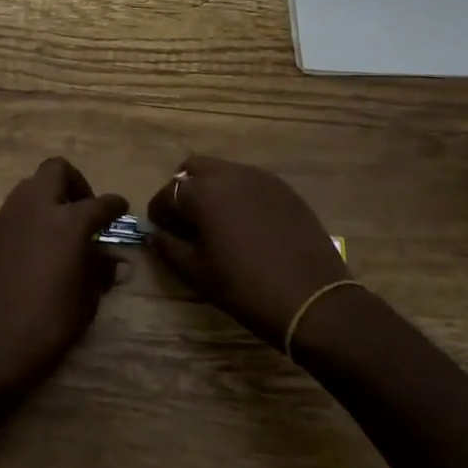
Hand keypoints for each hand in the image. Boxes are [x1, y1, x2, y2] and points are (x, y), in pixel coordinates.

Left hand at [0, 158, 128, 399]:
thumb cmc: (47, 326)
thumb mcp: (85, 301)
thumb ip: (100, 272)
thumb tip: (116, 261)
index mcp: (68, 222)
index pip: (100, 203)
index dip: (115, 205)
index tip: (121, 210)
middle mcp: (37, 208)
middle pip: (57, 170)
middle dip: (76, 183)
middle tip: (85, 211)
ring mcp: (8, 217)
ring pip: (31, 185)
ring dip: (49, 197)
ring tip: (61, 229)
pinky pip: (15, 209)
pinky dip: (31, 216)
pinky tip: (37, 247)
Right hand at [146, 154, 348, 348]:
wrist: (312, 299)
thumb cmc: (246, 288)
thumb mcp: (198, 273)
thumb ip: (170, 248)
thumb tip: (155, 235)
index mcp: (203, 193)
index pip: (168, 192)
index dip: (159, 210)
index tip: (158, 227)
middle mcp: (230, 175)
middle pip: (195, 168)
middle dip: (183, 188)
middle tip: (185, 217)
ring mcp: (261, 178)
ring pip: (224, 170)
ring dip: (212, 188)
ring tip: (215, 220)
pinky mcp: (284, 189)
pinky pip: (251, 181)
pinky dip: (238, 193)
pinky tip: (245, 222)